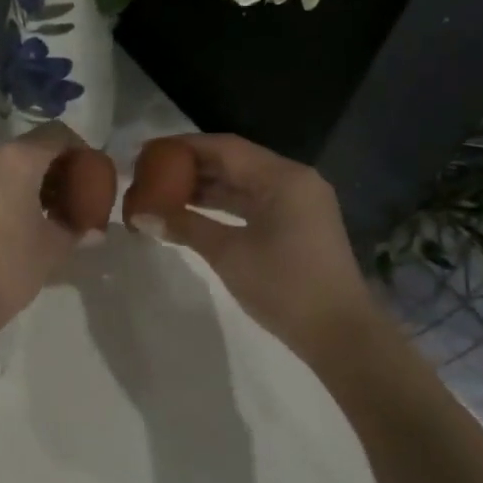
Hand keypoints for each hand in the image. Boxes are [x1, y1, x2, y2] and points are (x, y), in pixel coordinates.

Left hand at [0, 124, 85, 338]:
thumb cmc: (9, 267)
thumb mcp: (53, 247)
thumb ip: (76, 227)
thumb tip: (94, 229)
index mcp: (16, 158)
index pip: (56, 135)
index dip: (78, 150)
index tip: (89, 173)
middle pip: (25, 148)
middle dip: (49, 167)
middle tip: (66, 195)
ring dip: (21, 178)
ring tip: (37, 210)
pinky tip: (6, 218)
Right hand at [134, 134, 379, 367]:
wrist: (341, 336)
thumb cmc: (284, 286)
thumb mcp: (228, 253)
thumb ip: (184, 226)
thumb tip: (140, 215)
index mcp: (283, 177)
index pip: (224, 147)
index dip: (182, 147)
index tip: (147, 152)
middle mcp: (293, 180)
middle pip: (234, 161)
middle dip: (191, 166)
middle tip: (150, 173)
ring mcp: (298, 202)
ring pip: (243, 182)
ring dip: (205, 186)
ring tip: (162, 192)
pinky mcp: (297, 224)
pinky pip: (253, 202)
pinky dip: (223, 204)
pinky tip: (192, 212)